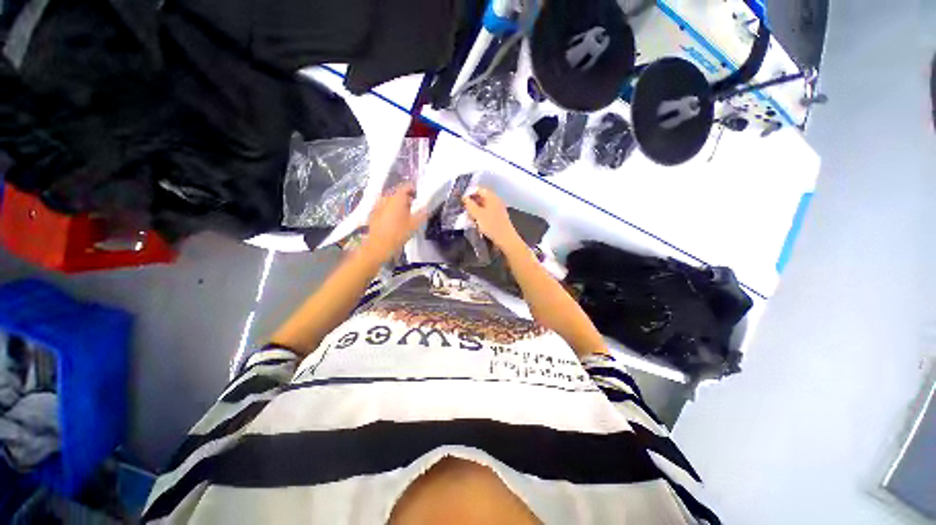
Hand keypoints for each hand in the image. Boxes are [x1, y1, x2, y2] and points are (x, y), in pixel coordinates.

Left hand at [364, 183, 426, 260]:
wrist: (378, 246)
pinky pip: (384, 206)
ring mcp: (378, 204)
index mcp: (397, 197)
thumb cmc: (399, 233)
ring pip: (390, 199)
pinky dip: (390, 209)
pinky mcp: (373, 213)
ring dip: (398, 203)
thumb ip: (423, 213)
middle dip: (407, 197)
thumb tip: (427, 207)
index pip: (407, 186)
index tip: (421, 197)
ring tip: (405, 213)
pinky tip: (393, 219)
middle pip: (398, 192)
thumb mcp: (415, 224)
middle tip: (414, 206)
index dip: (415, 190)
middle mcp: (386, 197)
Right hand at [462, 187, 519, 248]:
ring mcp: (497, 210)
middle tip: (464, 209)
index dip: (469, 193)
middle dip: (471, 203)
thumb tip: (464, 198)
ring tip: (469, 217)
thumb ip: (470, 205)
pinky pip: (486, 213)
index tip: (461, 200)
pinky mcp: (497, 218)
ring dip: (475, 211)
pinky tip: (475, 223)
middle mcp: (495, 201)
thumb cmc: (491, 225)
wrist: (505, 239)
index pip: (479, 189)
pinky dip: (480, 216)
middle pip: (481, 198)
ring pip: (483, 206)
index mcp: (492, 197)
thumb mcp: (478, 214)